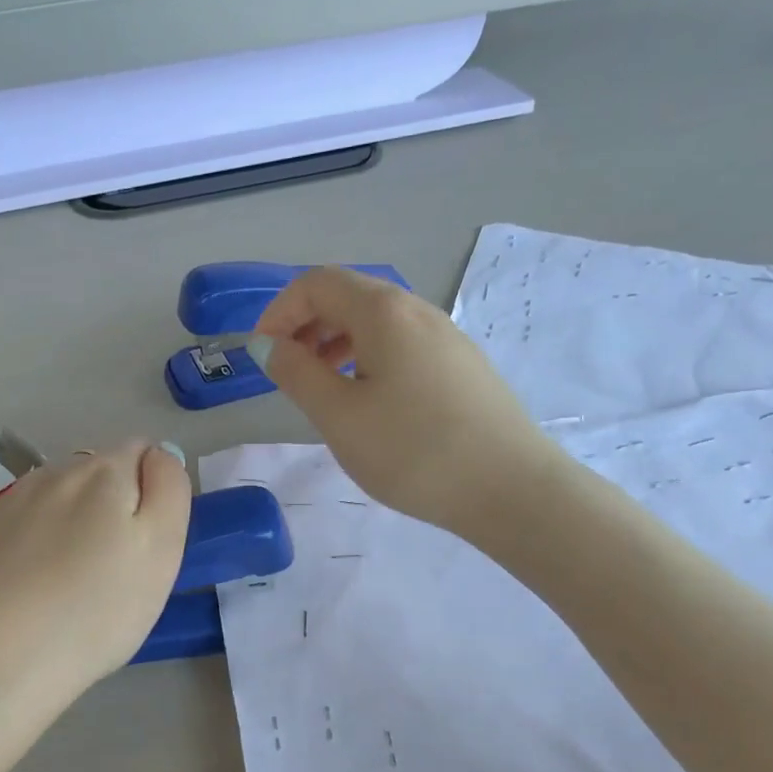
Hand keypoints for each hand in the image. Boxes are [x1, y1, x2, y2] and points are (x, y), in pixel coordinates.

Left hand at [0, 441, 190, 704]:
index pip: (142, 452)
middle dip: (110, 506)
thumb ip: (169, 489)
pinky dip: (30, 543)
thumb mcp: (162, 551)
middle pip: (96, 473)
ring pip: (54, 497)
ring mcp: (6, 503)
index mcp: (104, 472)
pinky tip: (27, 587)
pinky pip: (17, 525)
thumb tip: (158, 455)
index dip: (153, 492)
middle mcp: (52, 473)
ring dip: (69, 521)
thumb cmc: (95, 611)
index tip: (146, 543)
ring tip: (67, 580)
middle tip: (112, 569)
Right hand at [250, 268, 554, 537]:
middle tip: (289, 373)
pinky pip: (403, 346)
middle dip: (307, 326)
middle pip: (350, 296)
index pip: (317, 283)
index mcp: (383, 312)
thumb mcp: (340, 416)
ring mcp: (447, 337)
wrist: (509, 488)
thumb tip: (270, 346)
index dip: (280, 311)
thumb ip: (297, 374)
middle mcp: (418, 310)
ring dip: (338, 344)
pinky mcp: (462, 366)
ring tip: (324, 390)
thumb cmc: (413, 451)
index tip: (262, 354)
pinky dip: (370, 360)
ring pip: (378, 323)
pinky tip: (370, 404)